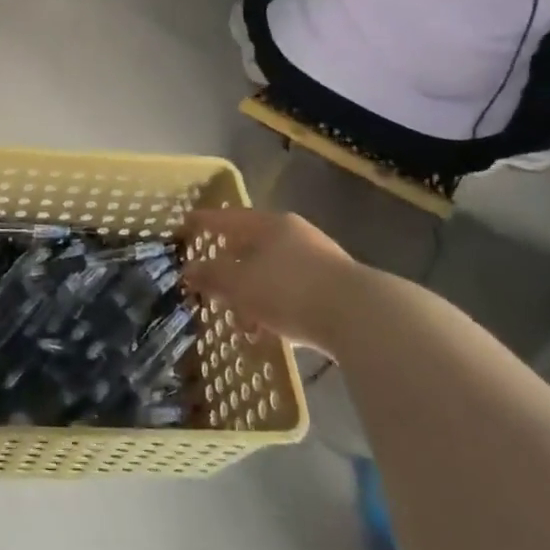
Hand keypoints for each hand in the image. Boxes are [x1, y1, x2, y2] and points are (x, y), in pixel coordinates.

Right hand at [182, 207, 355, 349]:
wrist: (364, 319)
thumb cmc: (290, 290)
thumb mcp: (241, 284)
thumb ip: (212, 276)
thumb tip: (188, 269)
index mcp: (270, 224)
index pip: (228, 218)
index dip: (204, 222)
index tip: (185, 224)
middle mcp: (296, 235)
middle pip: (253, 245)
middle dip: (231, 265)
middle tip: (212, 280)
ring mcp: (320, 261)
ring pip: (273, 272)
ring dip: (253, 293)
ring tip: (239, 320)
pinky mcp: (336, 290)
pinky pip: (293, 293)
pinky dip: (275, 307)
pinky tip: (269, 331)